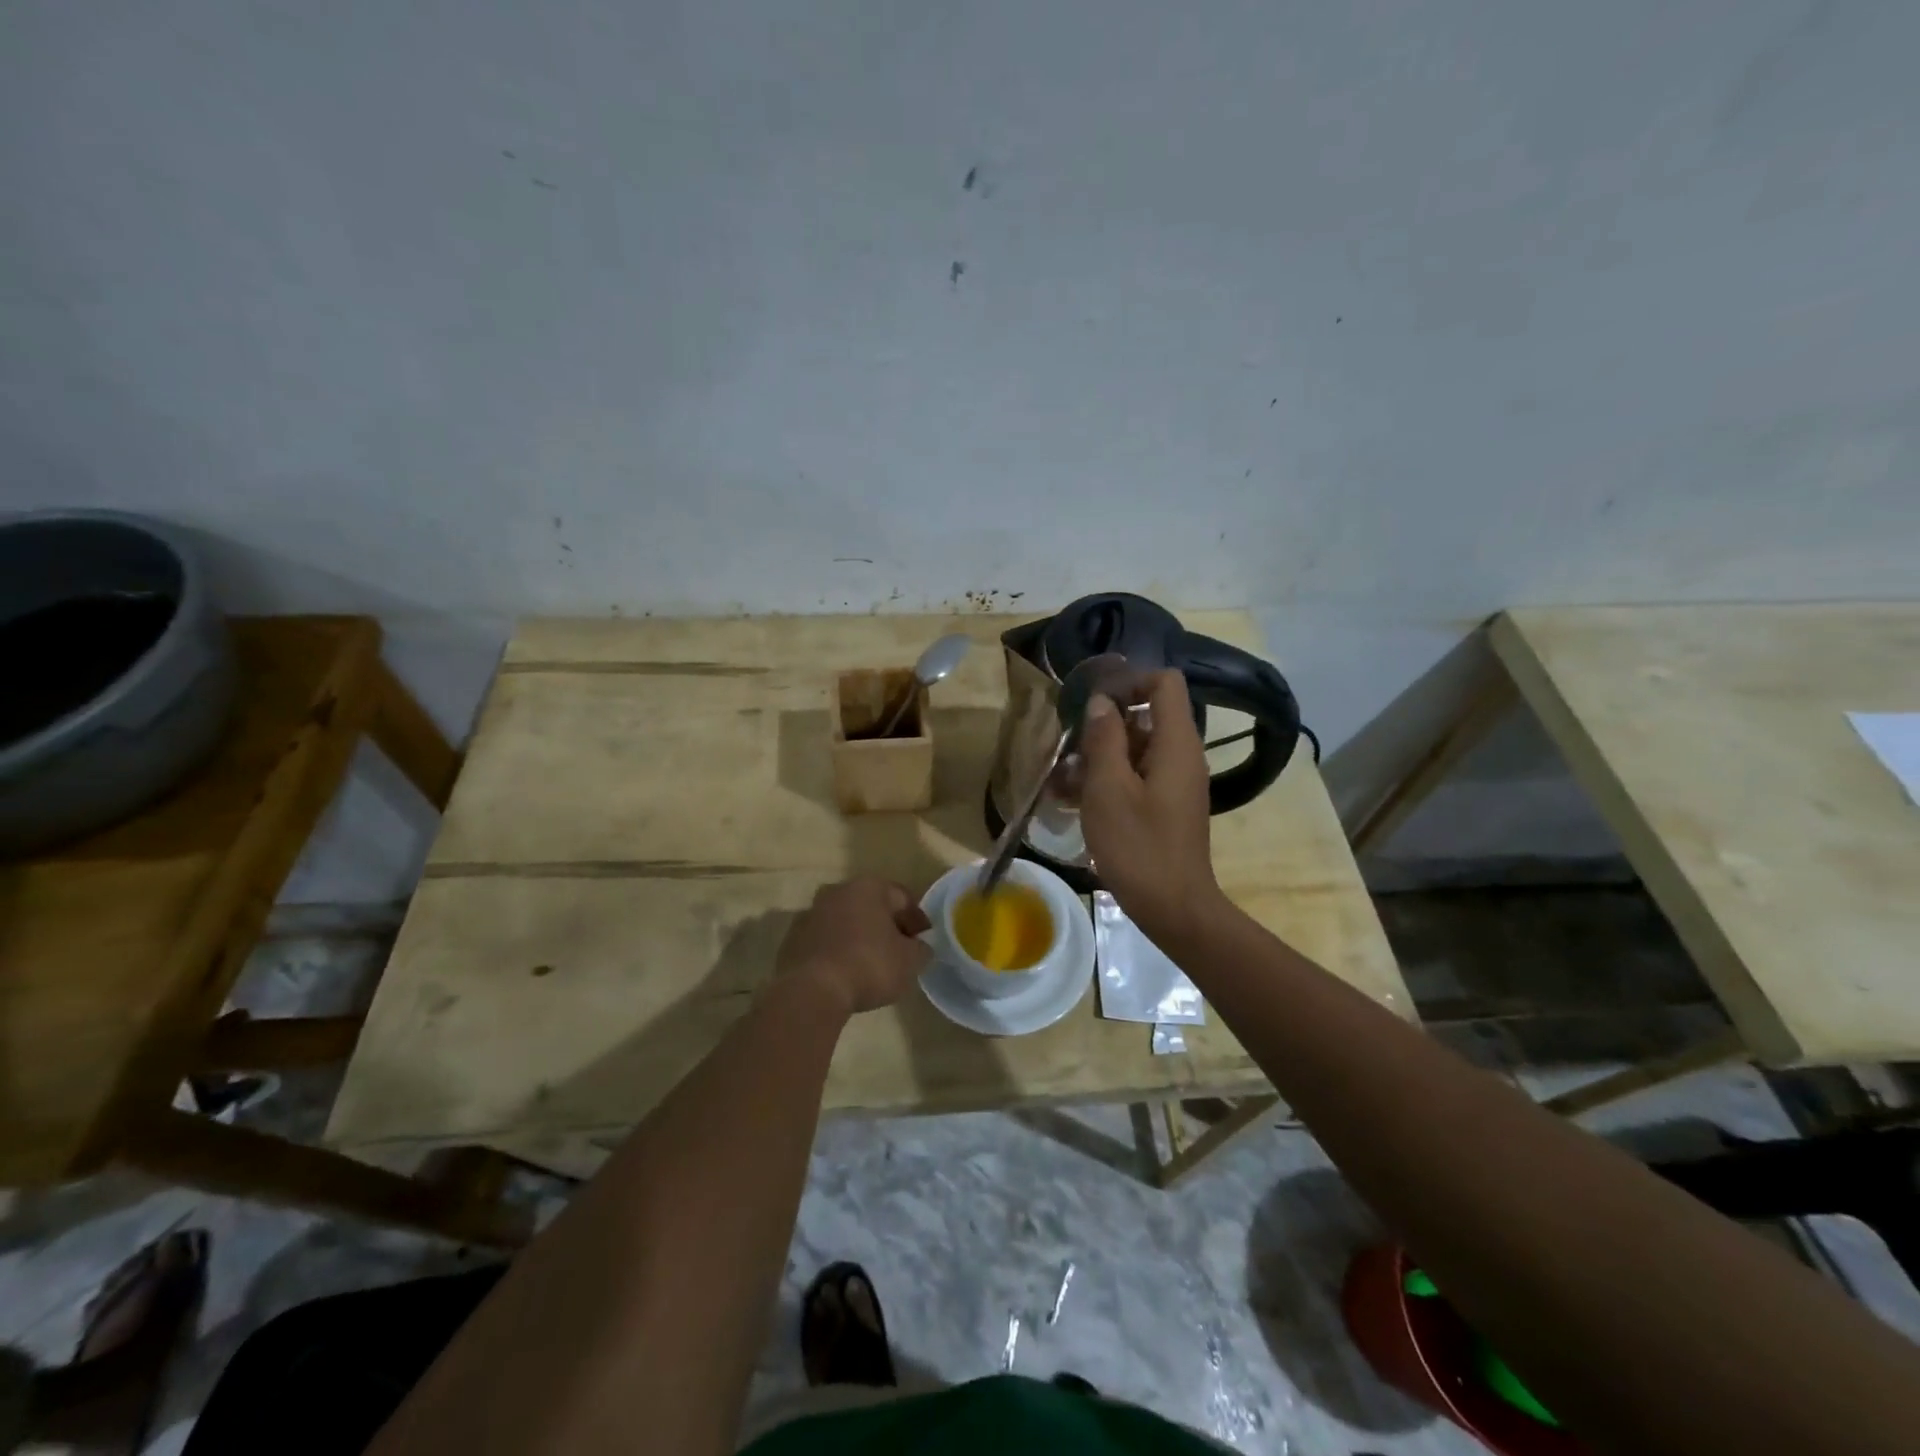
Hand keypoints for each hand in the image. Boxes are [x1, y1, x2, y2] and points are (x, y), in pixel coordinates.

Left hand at [776, 877, 931, 1015]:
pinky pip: (825, 940)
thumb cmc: (869, 966)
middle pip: (872, 906)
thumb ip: (921, 949)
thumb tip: (919, 947)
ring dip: (860, 936)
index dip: (917, 920)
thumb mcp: (910, 961)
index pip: (902, 898)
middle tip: (899, 951)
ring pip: (845, 921)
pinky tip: (845, 972)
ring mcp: (811, 913)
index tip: (924, 942)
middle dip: (887, 925)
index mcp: (868, 887)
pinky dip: (837, 950)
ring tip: (871, 964)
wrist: (811, 991)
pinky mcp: (793, 938)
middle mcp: (838, 891)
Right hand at [1079, 670, 1224, 943]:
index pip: (1165, 682)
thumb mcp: (1108, 789)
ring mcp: (1174, 782)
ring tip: (1060, 778)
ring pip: (1135, 750)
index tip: (1093, 701)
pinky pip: (1136, 777)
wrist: (1173, 908)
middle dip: (1103, 725)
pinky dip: (1107, 780)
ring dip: (1098, 756)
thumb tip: (1100, 702)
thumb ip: (1104, 739)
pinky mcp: (1165, 806)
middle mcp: (1181, 756)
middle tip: (1067, 744)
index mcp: (1176, 743)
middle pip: (1146, 716)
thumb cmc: (1138, 845)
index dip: (1129, 681)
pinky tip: (1071, 800)